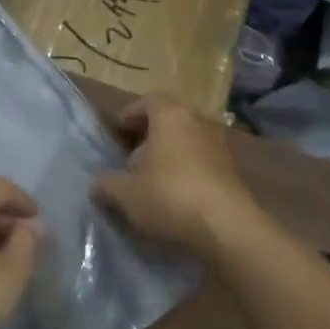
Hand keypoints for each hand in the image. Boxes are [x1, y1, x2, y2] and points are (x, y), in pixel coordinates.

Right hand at [91, 93, 258, 256]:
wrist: (227, 227)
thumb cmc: (169, 196)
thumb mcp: (125, 193)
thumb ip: (106, 184)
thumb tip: (97, 184)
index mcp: (171, 116)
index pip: (148, 100)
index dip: (129, 114)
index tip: (116, 134)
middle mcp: (198, 123)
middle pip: (168, 121)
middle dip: (147, 139)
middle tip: (129, 161)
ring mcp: (219, 147)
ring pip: (186, 143)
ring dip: (167, 158)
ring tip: (149, 184)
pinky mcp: (232, 173)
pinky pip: (201, 164)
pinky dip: (186, 174)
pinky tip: (174, 200)